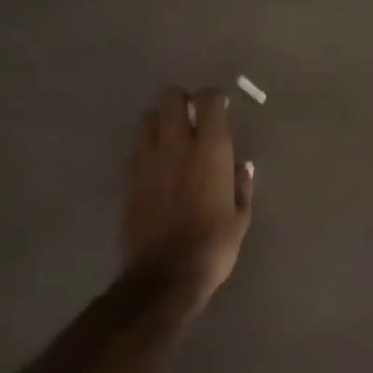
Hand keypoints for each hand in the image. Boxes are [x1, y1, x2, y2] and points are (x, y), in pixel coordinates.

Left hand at [124, 88, 254, 301]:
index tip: (221, 107)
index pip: (208, 101)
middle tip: (194, 116)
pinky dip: (148, 143)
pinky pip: (138, 146)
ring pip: (148, 117)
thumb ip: (241, 186)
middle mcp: (177, 145)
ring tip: (173, 136)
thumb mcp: (240, 217)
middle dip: (182, 100)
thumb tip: (241, 166)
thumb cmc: (213, 245)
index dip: (214, 98)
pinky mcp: (131, 178)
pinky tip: (159, 161)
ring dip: (161, 119)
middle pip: (171, 98)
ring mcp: (149, 160)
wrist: (165, 274)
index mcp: (211, 150)